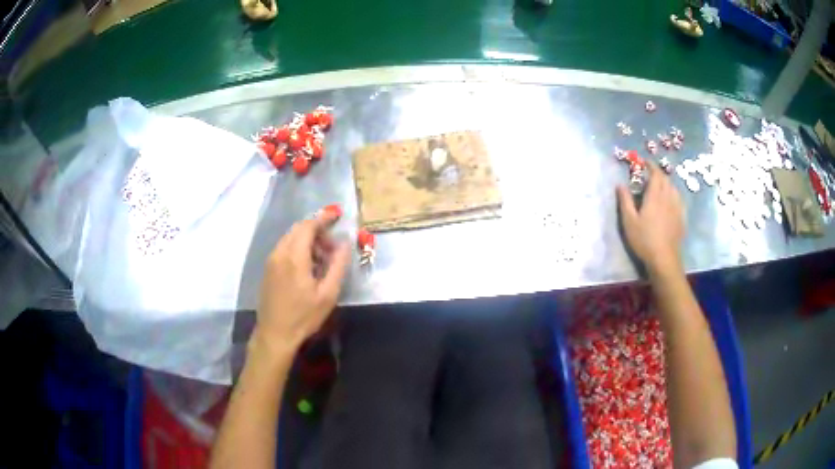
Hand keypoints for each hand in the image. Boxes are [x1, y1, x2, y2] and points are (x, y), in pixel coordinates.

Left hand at [254, 210, 350, 355]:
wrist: (275, 334)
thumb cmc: (303, 316)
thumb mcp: (328, 294)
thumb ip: (338, 265)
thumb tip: (345, 243)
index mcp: (294, 256)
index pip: (308, 226)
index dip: (323, 218)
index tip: (337, 215)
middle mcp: (280, 252)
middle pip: (298, 229)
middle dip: (317, 230)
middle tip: (333, 245)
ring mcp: (271, 260)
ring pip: (290, 238)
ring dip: (307, 240)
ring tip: (322, 258)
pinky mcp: (268, 269)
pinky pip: (284, 248)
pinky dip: (298, 248)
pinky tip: (307, 266)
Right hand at [617, 163, 684, 276]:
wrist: (664, 258)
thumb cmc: (644, 240)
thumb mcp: (629, 221)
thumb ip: (625, 201)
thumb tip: (619, 184)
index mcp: (655, 196)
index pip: (655, 174)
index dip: (650, 165)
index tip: (644, 162)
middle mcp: (668, 197)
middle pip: (666, 179)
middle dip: (658, 173)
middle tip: (650, 174)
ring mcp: (677, 207)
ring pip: (673, 188)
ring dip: (666, 183)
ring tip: (660, 186)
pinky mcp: (682, 217)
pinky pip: (679, 199)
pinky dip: (673, 194)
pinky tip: (670, 200)